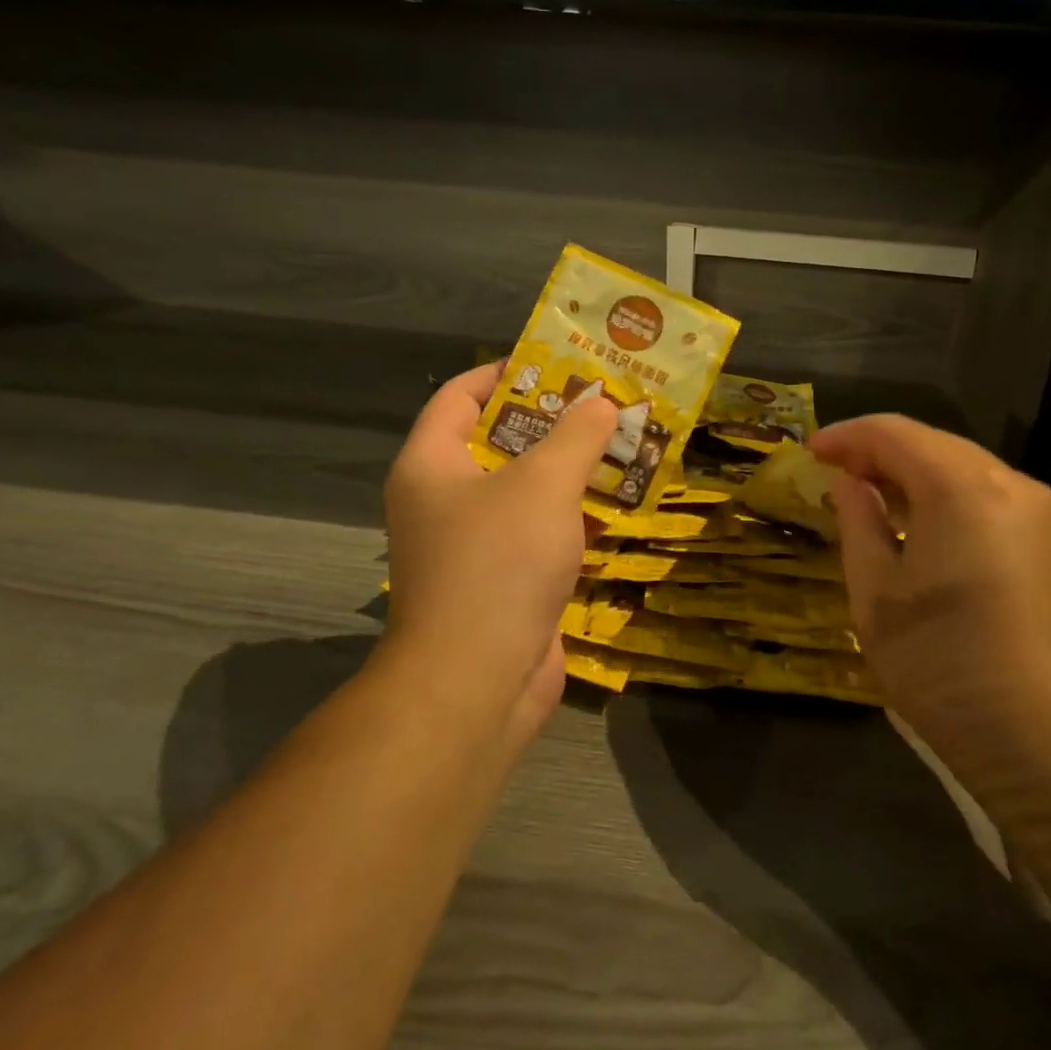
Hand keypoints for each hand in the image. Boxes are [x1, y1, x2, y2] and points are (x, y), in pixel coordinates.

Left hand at [382, 364, 616, 747]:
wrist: (476, 686)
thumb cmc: (498, 564)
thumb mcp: (543, 484)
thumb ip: (575, 436)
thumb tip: (601, 402)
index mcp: (431, 464)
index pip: (459, 396)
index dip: (504, 373)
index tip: (555, 363)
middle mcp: (443, 500)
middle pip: (497, 443)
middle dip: (551, 423)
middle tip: (602, 403)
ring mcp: (472, 546)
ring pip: (524, 492)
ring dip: (568, 471)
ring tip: (619, 445)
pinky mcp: (503, 583)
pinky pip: (539, 534)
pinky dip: (572, 519)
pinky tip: (616, 506)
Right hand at [810, 415, 1050, 783]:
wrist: (1049, 744)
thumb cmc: (944, 664)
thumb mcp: (876, 594)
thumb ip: (858, 522)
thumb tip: (849, 484)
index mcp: (961, 488)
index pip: (894, 433)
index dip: (846, 436)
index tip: (809, 452)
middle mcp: (1009, 485)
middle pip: (931, 443)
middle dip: (877, 450)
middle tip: (833, 472)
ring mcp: (1038, 515)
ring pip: (961, 466)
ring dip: (910, 471)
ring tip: (866, 495)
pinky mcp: (1050, 544)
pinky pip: (985, 494)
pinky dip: (941, 493)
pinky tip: (915, 522)